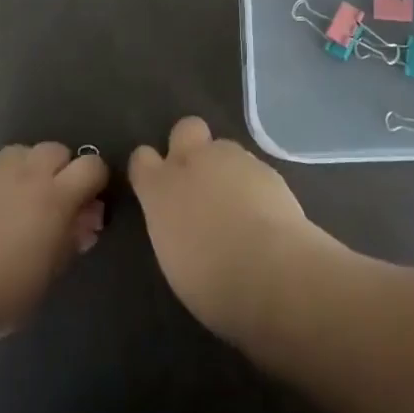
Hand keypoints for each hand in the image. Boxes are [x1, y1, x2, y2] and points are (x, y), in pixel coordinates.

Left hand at [0, 142, 108, 346]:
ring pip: (22, 153)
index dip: (95, 182)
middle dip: (60, 170)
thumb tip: (85, 222)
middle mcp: (27, 172)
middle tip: (51, 203)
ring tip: (15, 201)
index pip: (92, 166)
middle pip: (57, 150)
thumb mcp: (44, 279)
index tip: (87, 205)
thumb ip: (69, 242)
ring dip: (27, 170)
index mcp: (55, 197)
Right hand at [128, 116, 337, 341]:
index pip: (141, 159)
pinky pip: (253, 168)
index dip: (150, 170)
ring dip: (226, 169)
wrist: (272, 271)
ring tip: (239, 205)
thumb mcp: (175, 260)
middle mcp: (193, 162)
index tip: (158, 189)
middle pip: (185, 129)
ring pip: (224, 148)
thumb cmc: (212, 283)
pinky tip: (264, 214)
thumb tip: (184, 223)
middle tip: (200, 180)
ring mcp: (233, 159)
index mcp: (161, 189)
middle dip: (190, 145)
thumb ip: (174, 227)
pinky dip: (254, 185)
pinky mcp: (267, 167)